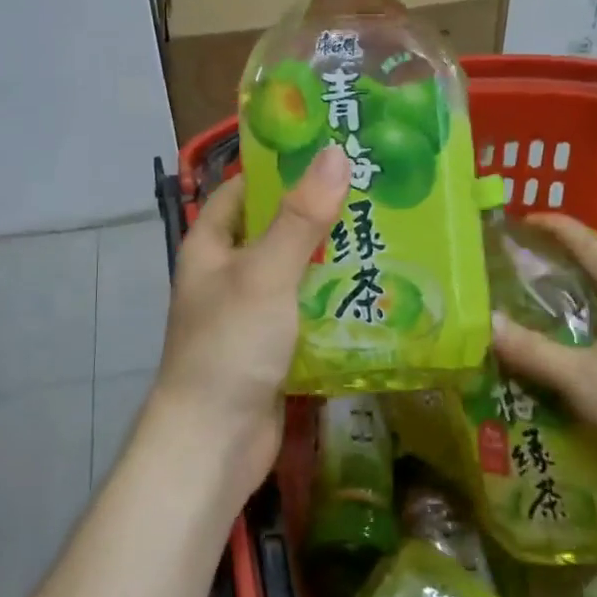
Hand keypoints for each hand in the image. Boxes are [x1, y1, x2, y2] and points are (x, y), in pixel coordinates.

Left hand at [147, 145, 350, 489]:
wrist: (213, 443)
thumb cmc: (230, 346)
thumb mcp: (265, 273)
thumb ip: (300, 218)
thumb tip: (335, 154)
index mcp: (210, 246)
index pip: (241, 190)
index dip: (277, 169)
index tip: (327, 153)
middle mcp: (226, 275)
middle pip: (274, 231)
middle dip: (317, 214)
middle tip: (373, 192)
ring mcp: (249, 314)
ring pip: (295, 274)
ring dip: (331, 260)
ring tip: (386, 234)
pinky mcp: (272, 349)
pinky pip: (306, 314)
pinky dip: (333, 303)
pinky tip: (375, 293)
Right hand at [488, 213, 596, 487]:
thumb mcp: (582, 379)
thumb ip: (533, 352)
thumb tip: (486, 323)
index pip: (588, 243)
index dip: (555, 226)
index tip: (521, 222)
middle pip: (596, 267)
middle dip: (556, 259)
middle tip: (515, 268)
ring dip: (568, 294)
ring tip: (530, 306)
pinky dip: (581, 323)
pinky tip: (564, 348)